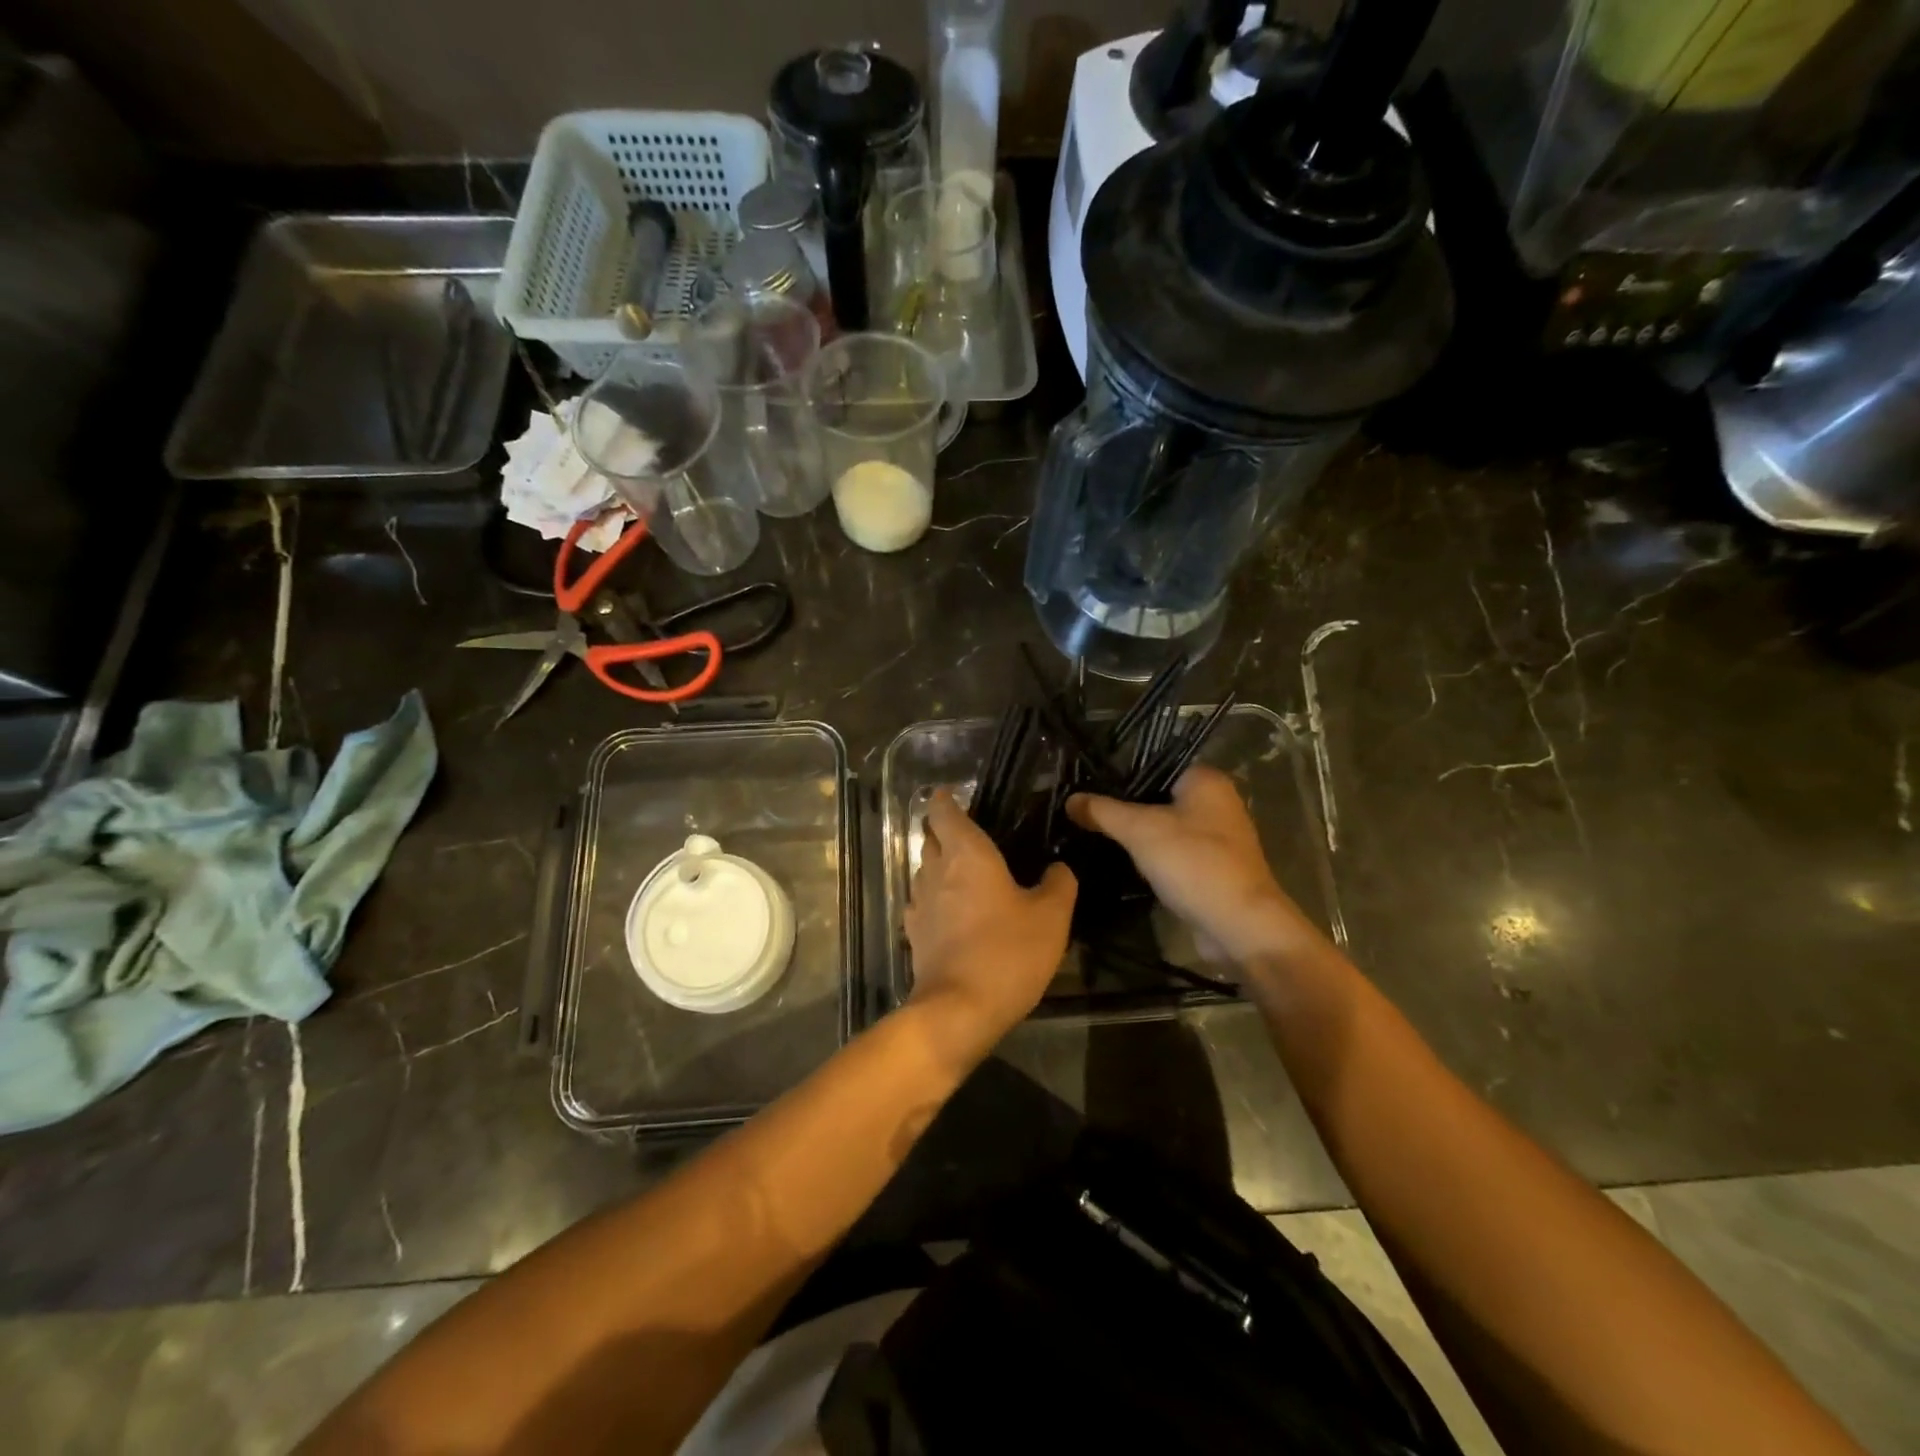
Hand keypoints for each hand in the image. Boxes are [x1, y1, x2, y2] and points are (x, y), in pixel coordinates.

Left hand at [905, 790, 1075, 1054]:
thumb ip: (1059, 883)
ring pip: (925, 870)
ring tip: (967, 875)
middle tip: (974, 837)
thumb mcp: (1052, 916)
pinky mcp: (914, 934)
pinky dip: (936, 899)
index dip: (947, 799)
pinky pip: (923, 902)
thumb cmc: (1008, 952)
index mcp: (967, 853)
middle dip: (945, 831)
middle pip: (931, 838)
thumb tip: (1058, 868)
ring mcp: (919, 903)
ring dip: (940, 866)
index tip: (954, 794)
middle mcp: (935, 870)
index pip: (944, 811)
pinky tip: (954, 914)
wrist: (959, 1009)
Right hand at [1067, 766, 1317, 965]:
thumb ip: (1103, 811)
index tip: (1086, 785)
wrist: (1238, 925)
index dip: (1118, 774)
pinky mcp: (1213, 867)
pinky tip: (1123, 863)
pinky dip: (1152, 857)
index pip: (1153, 764)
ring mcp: (1217, 837)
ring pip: (1164, 826)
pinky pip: (1173, 852)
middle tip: (1084, 812)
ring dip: (1137, 835)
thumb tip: (1070, 799)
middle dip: (1124, 807)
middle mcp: (1216, 802)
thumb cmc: (1193, 863)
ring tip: (1095, 835)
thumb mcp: (1140, 830)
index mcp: (1205, 780)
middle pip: (1157, 796)